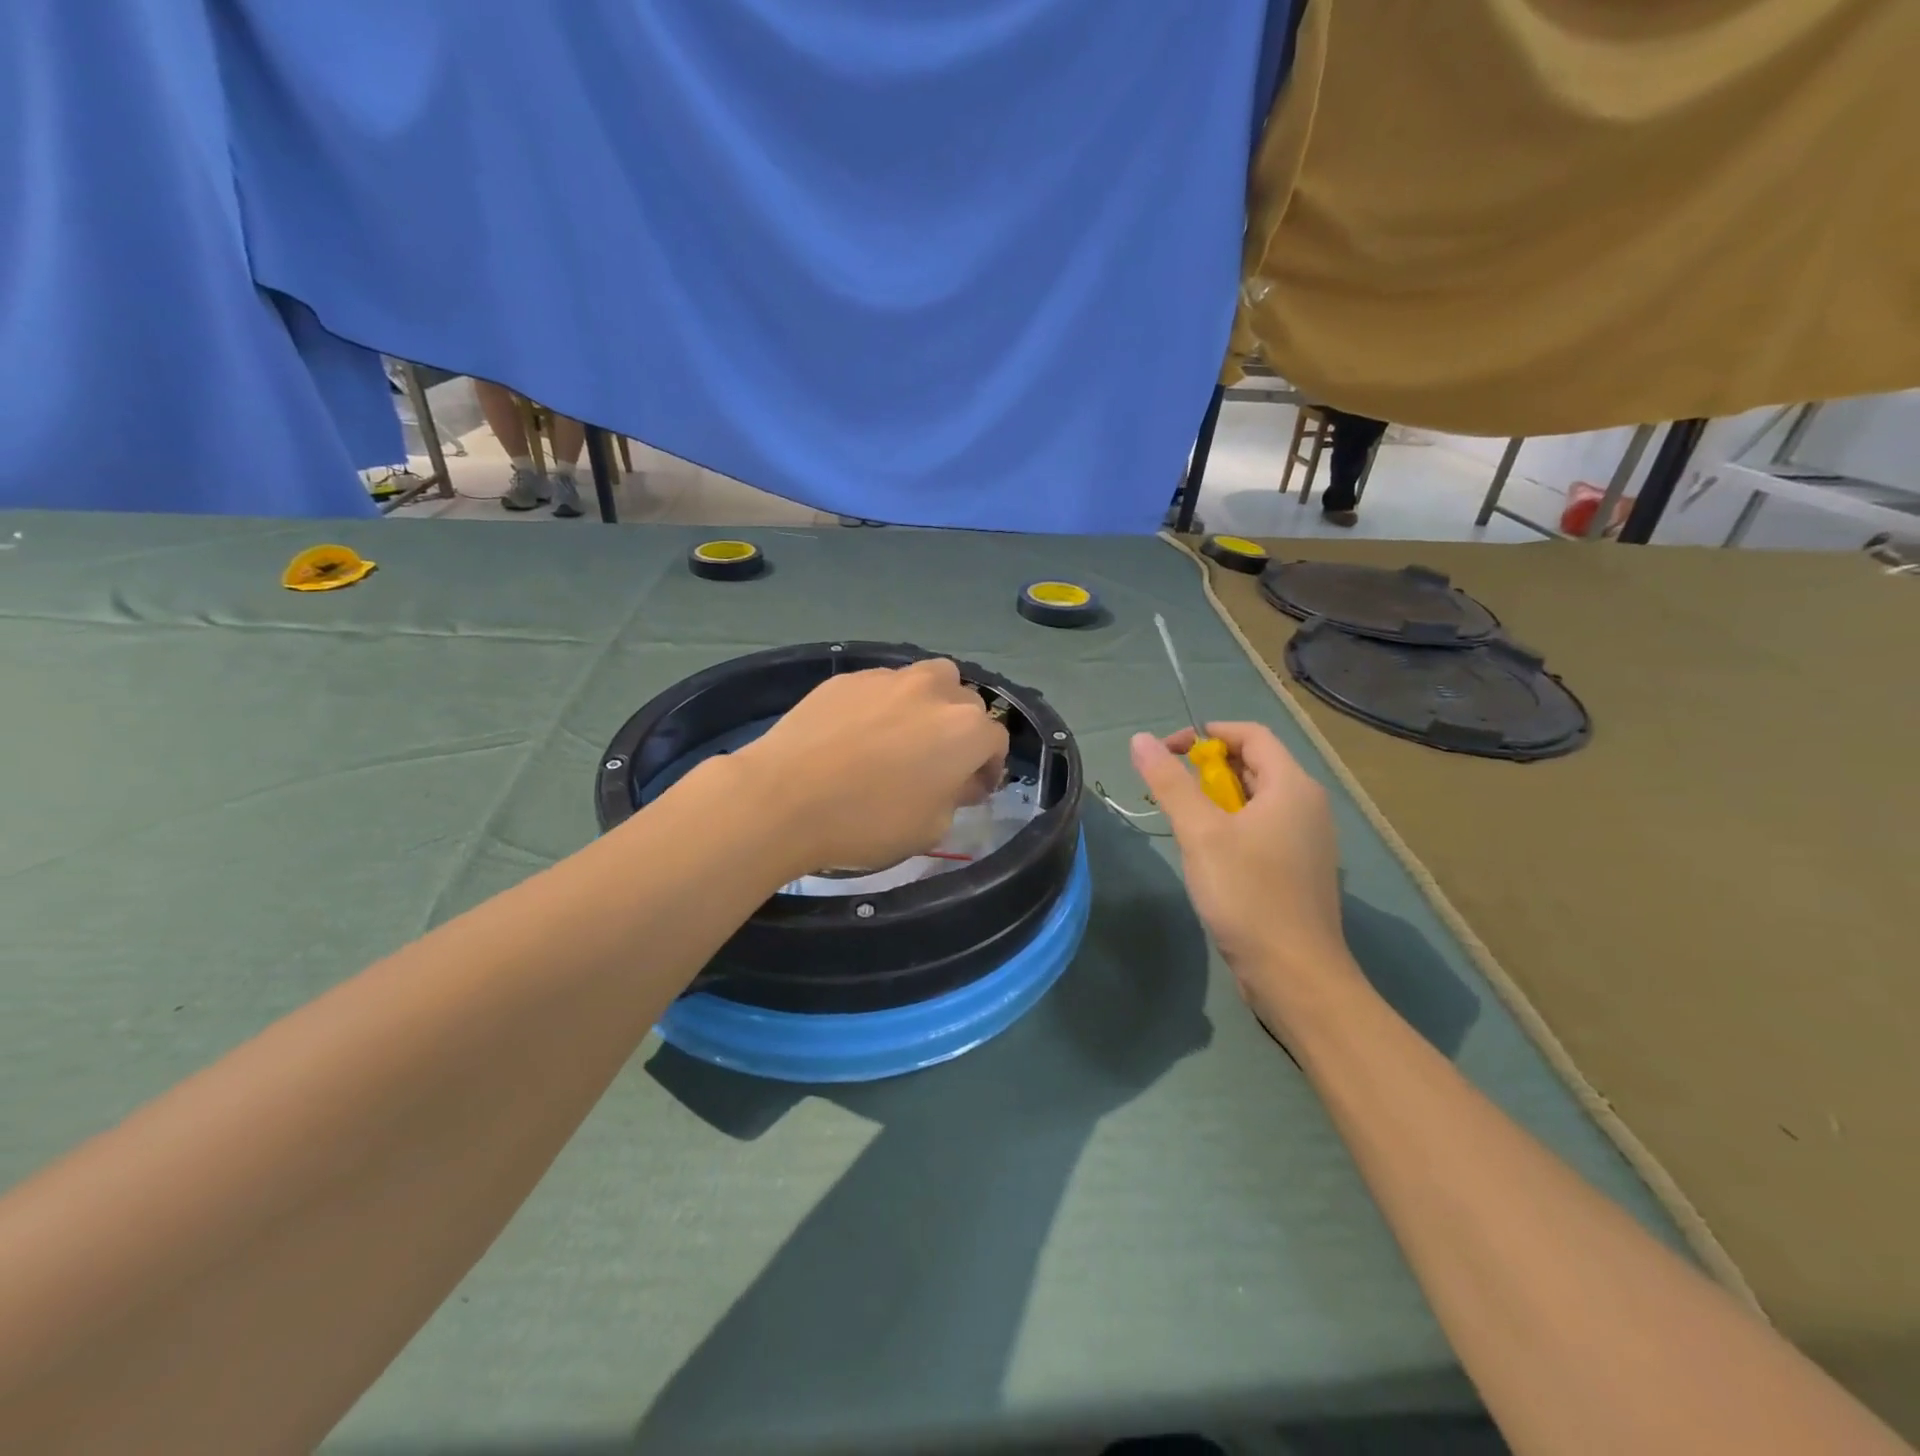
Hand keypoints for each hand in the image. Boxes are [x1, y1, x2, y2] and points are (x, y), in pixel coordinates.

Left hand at [734, 658, 1008, 875]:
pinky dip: (884, 705)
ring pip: (928, 680)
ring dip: (929, 704)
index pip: (996, 741)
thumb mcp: (930, 829)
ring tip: (905, 735)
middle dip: (961, 732)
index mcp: (965, 729)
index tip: (972, 790)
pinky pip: (882, 686)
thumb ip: (955, 797)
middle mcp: (934, 691)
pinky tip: (859, 734)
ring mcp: (888, 678)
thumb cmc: (867, 822)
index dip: (988, 768)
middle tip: (939, 764)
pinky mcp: (848, 677)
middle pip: (966, 703)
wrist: (783, 798)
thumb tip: (956, 779)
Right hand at [1130, 722, 1362, 1028]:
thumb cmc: (1248, 894)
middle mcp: (1307, 805)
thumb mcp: (1200, 833)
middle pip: (1255, 764)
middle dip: (1208, 769)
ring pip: (1256, 799)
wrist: (1294, 974)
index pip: (1251, 734)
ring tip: (1184, 823)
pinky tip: (1209, 855)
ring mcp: (1307, 839)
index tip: (1167, 752)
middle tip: (1170, 791)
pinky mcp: (1299, 868)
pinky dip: (1232, 825)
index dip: (1207, 734)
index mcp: (1292, 786)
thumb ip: (1170, 783)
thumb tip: (1141, 740)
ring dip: (1217, 799)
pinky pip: (1263, 828)